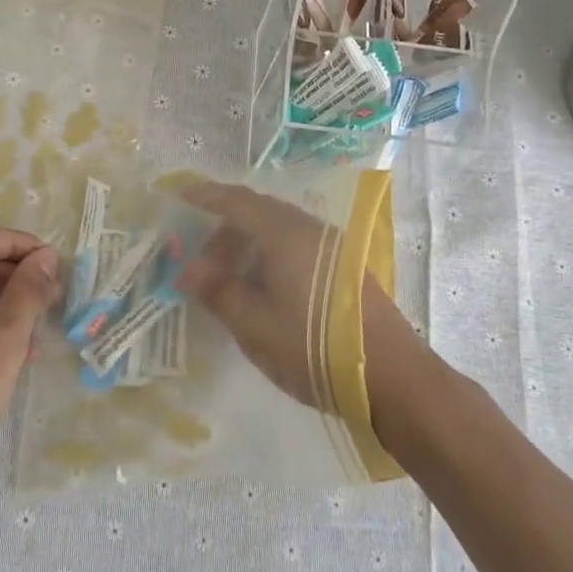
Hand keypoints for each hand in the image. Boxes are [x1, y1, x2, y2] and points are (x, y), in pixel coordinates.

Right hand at [178, 180, 403, 409]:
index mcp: (285, 234)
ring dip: (248, 247)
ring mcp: (333, 248)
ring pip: (279, 232)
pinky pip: (296, 247)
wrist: (393, 377)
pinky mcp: (345, 268)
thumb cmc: (315, 348)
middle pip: (259, 214)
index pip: (238, 202)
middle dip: (224, 231)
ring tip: (227, 281)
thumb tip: (191, 271)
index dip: (206, 196)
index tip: (179, 194)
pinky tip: (262, 289)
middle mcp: (311, 230)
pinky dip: (269, 257)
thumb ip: (220, 292)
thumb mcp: (256, 326)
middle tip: (200, 264)